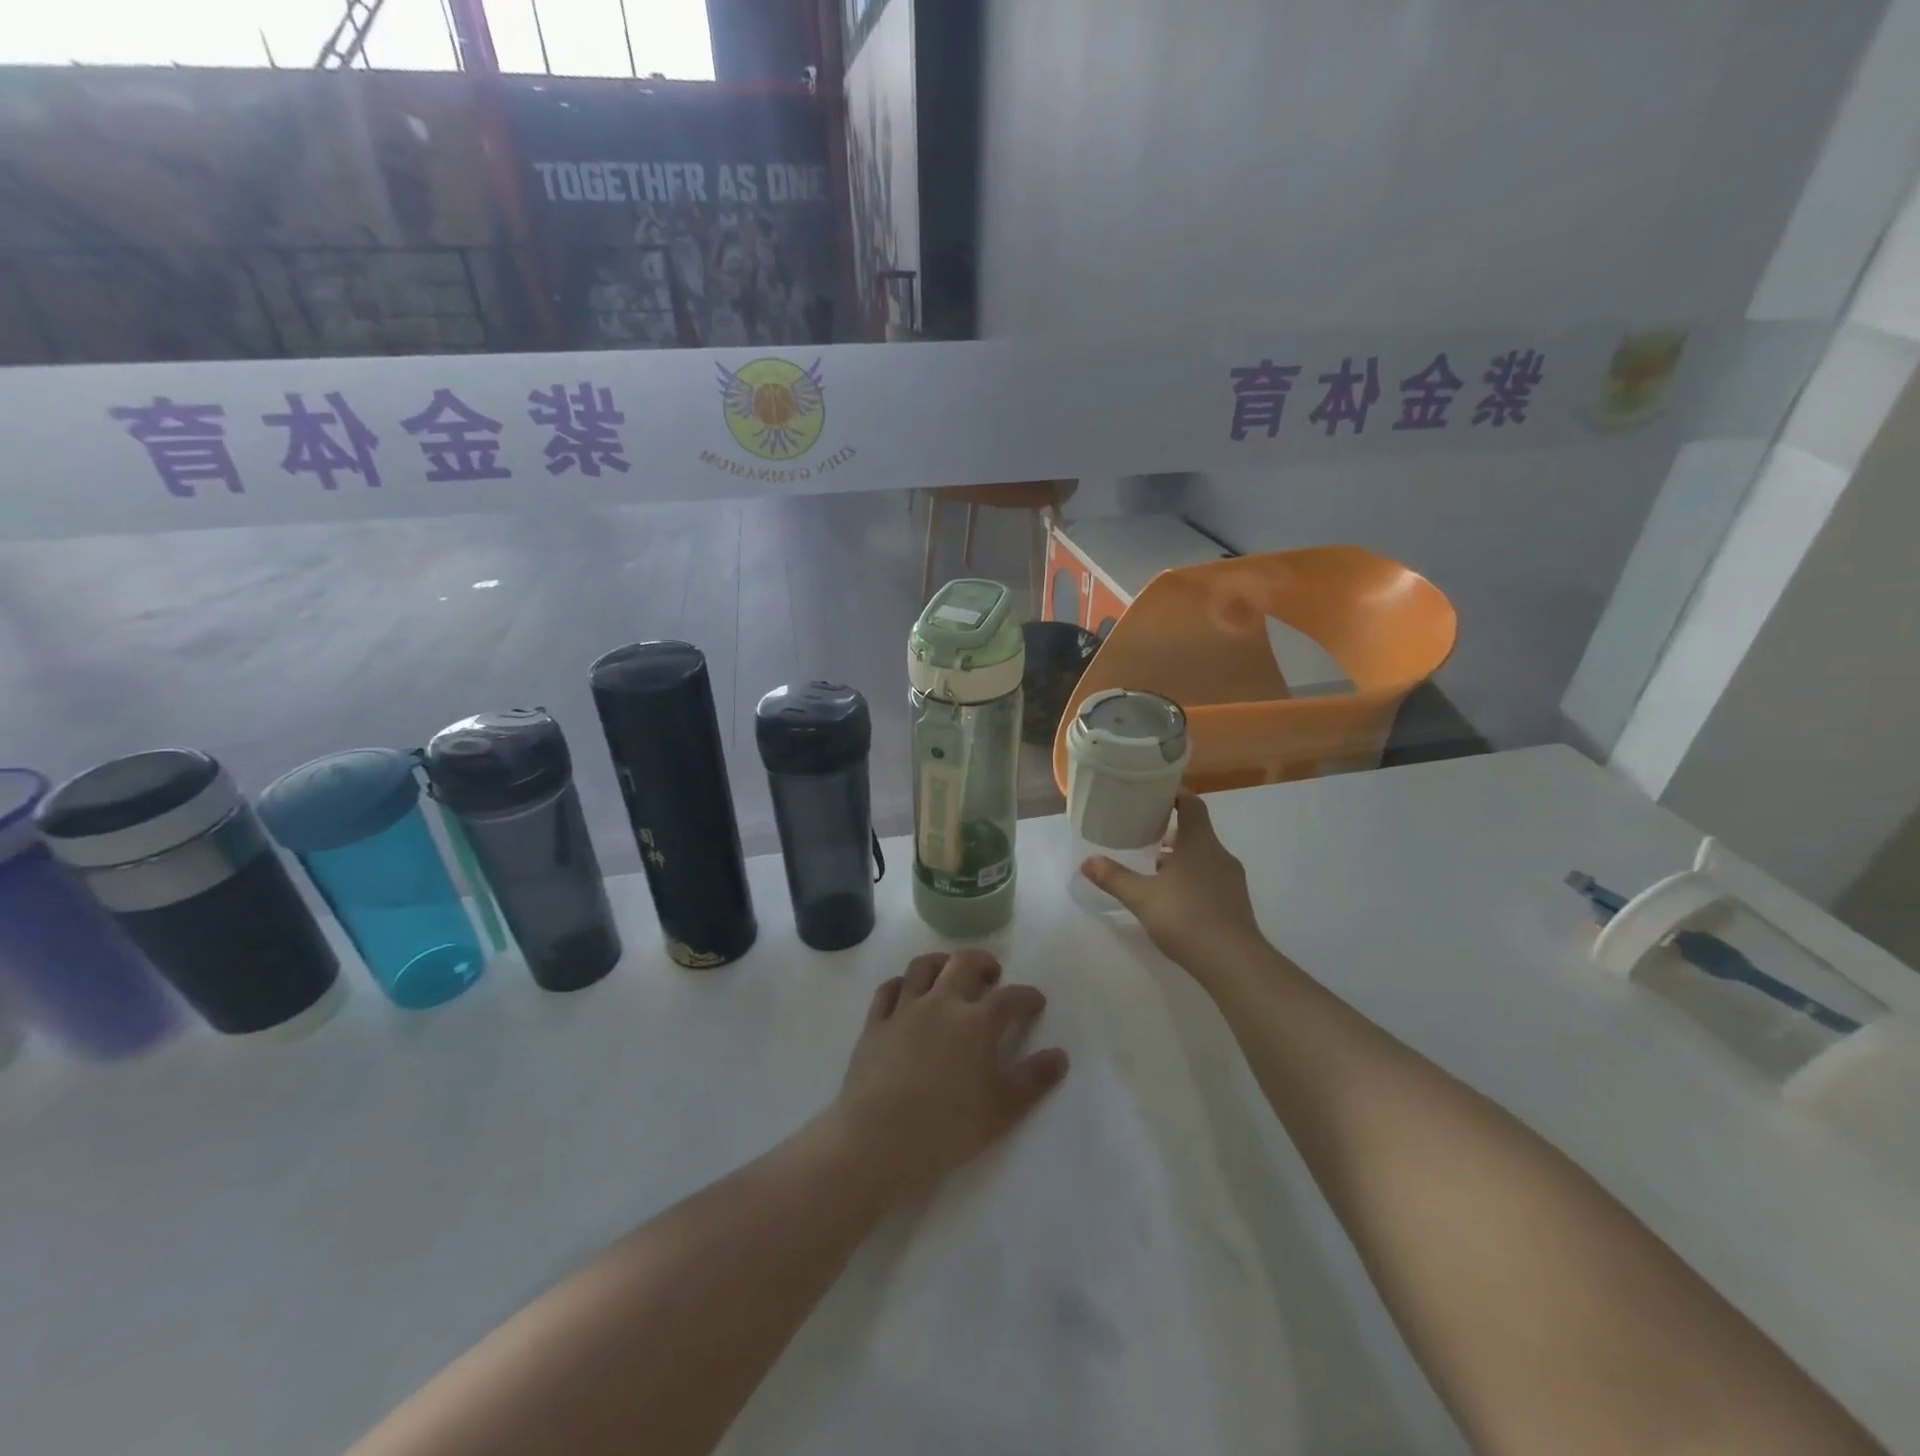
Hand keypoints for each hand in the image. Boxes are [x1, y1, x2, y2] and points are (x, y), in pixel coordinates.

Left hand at [834, 949, 1069, 1196]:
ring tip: (949, 972)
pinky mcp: (875, 1024)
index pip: (1010, 998)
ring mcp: (904, 1010)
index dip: (1027, 996)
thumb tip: (1060, 1056)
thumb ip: (1034, 1080)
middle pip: (964, 964)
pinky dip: (902, 984)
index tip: (1036, 1001)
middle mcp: (942, 1004)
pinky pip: (888, 990)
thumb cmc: (949, 1127)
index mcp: (978, 1022)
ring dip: (941, 963)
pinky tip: (907, 993)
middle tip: (992, 975)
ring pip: (923, 967)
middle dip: (983, 962)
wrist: (880, 1138)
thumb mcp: (1003, 1109)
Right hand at [1081, 792, 1263, 970]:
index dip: (1176, 794)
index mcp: (1199, 843)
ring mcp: (1231, 879)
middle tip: (1146, 834)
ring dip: (1182, 857)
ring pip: (1204, 856)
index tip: (1155, 793)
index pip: (1192, 805)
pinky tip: (1175, 898)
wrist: (1233, 961)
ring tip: (1155, 869)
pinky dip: (1193, 877)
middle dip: (1172, 831)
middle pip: (1197, 831)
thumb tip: (1087, 861)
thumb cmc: (1186, 918)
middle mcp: (1219, 854)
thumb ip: (1114, 878)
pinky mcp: (1236, 901)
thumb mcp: (1142, 897)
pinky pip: (1212, 877)